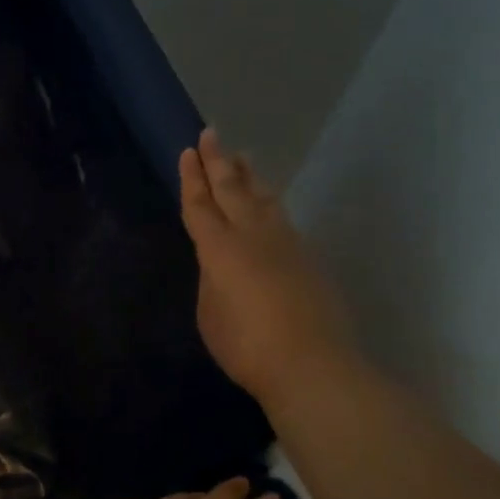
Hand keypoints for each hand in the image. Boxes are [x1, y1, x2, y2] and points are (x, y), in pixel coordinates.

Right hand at [180, 128, 357, 403]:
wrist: (312, 364)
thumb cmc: (247, 346)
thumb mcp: (210, 314)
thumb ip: (211, 281)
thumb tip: (219, 265)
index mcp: (220, 249)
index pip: (201, 205)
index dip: (191, 179)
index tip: (188, 152)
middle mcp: (254, 236)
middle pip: (233, 189)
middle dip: (218, 162)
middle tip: (212, 134)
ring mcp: (287, 244)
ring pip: (265, 199)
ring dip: (250, 177)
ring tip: (243, 159)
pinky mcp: (308, 259)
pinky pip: (282, 219)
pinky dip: (268, 204)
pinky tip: (268, 207)